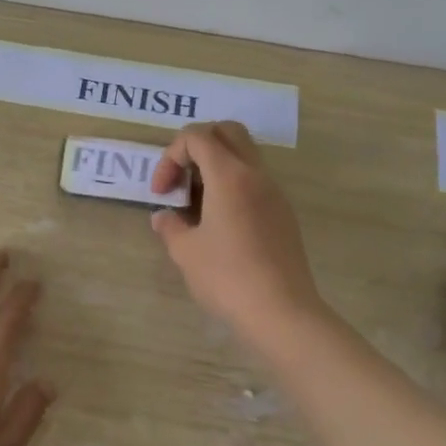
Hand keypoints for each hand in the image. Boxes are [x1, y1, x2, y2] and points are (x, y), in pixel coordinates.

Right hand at [151, 121, 325, 344]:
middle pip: (227, 132)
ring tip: (196, 204)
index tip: (162, 193)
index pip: (197, 136)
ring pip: (243, 155)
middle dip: (196, 146)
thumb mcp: (185, 252)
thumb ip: (169, 226)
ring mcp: (274, 194)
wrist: (282, 313)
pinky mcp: (283, 214)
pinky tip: (219, 223)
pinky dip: (231, 186)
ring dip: (215, 166)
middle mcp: (256, 175)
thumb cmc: (227, 277)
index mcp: (230, 175)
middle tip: (181, 180)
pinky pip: (254, 181)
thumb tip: (163, 217)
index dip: (171, 156)